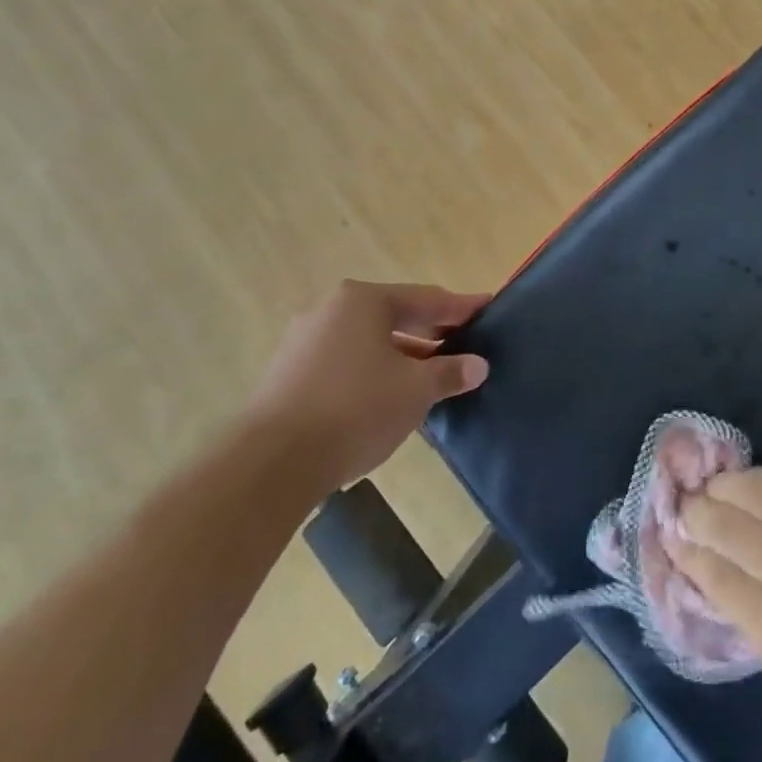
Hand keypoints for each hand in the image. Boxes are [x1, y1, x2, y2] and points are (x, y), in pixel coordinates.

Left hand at [248, 280, 490, 495]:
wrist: (272, 464)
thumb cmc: (356, 409)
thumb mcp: (415, 390)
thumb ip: (450, 372)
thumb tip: (478, 365)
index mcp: (363, 300)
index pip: (427, 298)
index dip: (462, 307)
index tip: (489, 309)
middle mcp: (330, 311)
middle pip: (395, 316)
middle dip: (432, 332)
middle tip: (465, 344)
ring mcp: (303, 342)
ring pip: (369, 342)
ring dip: (403, 356)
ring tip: (433, 376)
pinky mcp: (288, 376)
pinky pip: (345, 363)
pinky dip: (374, 372)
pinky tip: (391, 396)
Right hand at [674, 470, 761, 761]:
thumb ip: (757, 624)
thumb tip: (713, 572)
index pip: (722, 579)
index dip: (690, 555)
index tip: (671, 541)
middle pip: (736, 529)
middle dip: (700, 515)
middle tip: (680, 508)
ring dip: (728, 488)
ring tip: (708, 488)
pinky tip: (749, 482)